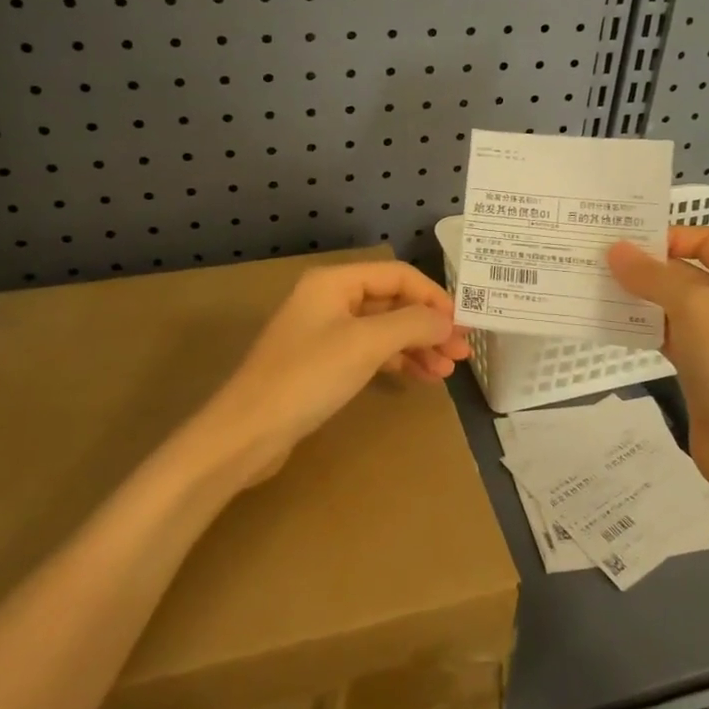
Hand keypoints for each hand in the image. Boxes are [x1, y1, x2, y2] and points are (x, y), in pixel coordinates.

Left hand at [193, 261, 470, 486]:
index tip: (462, 325)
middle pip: (391, 302)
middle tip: (460, 353)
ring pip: (382, 330)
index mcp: (334, 282)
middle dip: (428, 325)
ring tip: (445, 372)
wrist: (247, 433)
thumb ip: (413, 324)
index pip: (398, 276)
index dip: (434, 296)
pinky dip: (396, 362)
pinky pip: (369, 352)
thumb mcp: (366, 344)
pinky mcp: (321, 364)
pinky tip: (419, 377)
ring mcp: (323, 333)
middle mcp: (329, 299)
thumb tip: (447, 320)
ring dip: (416, 346)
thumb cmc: (308, 377)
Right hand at [608, 228, 708, 490]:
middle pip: (689, 271)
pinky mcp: (703, 367)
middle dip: (647, 266)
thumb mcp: (693, 307)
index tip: (627, 242)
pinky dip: (645, 327)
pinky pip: (669, 335)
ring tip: (597, 287)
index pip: (708, 240)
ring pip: (675, 305)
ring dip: (641, 297)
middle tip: (599, 260)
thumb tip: (615, 250)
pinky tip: (613, 323)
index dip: (670, 236)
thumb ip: (652, 276)